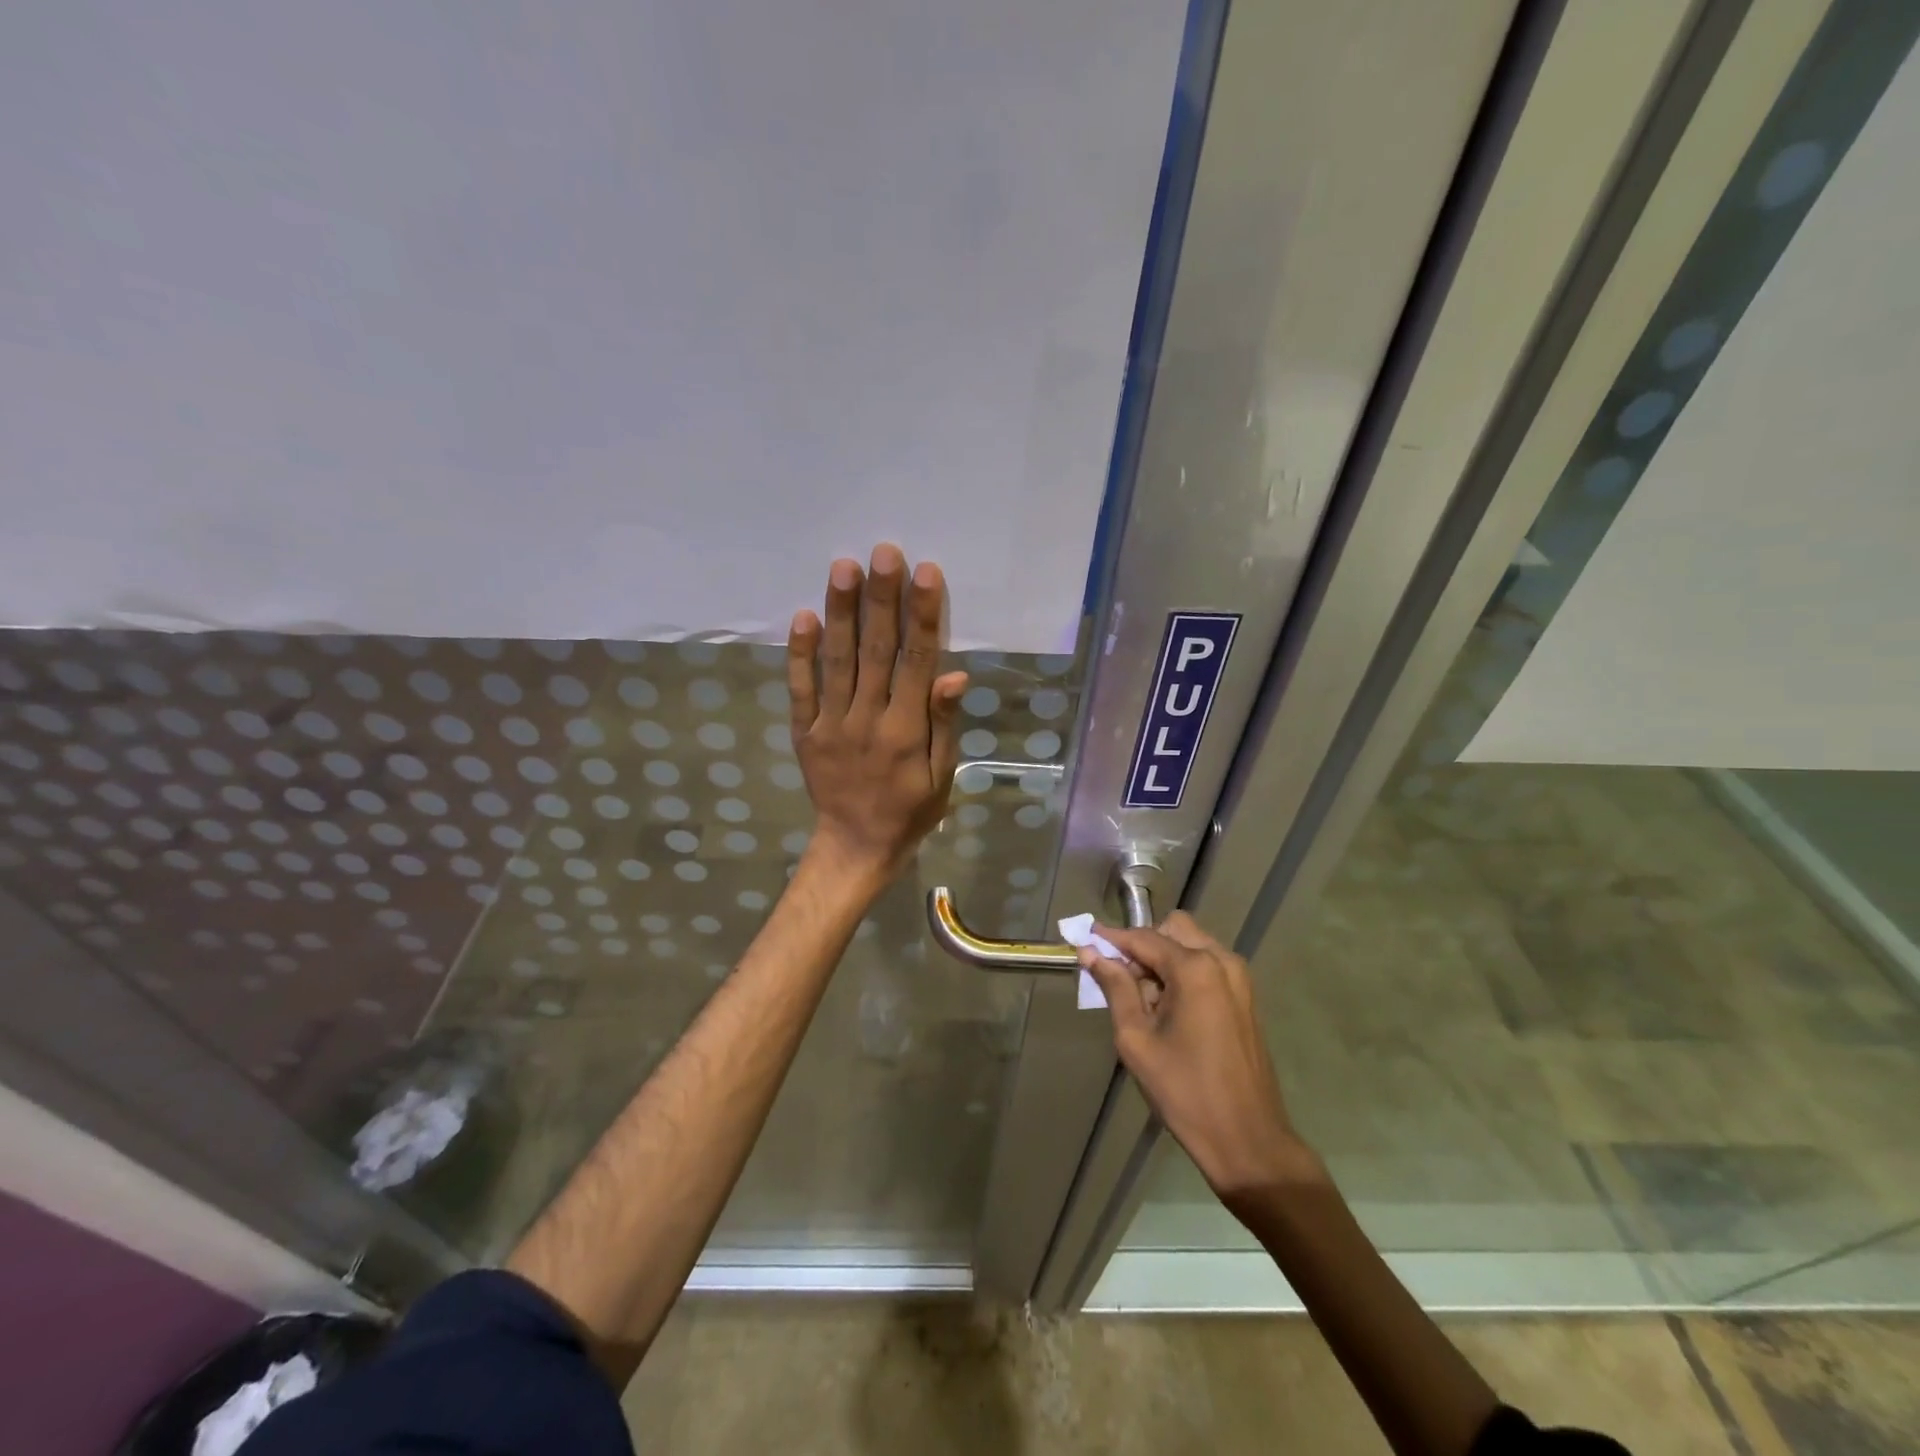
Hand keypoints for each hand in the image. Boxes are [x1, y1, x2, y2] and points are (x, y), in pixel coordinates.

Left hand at [787, 544, 967, 888]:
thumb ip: (944, 725)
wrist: (855, 848)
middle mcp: (867, 719)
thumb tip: (954, 676)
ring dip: (840, 613)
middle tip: (882, 551)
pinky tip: (802, 616)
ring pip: (836, 661)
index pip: (916, 662)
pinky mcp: (803, 732)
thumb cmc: (910, 812)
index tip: (925, 573)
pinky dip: (799, 653)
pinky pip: (799, 689)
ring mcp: (829, 724)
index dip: (922, 615)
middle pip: (875, 651)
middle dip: (880, 599)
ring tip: (843, 567)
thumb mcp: (942, 777)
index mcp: (906, 731)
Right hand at [1079, 912, 1319, 1200]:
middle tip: (1121, 980)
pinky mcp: (1246, 997)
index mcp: (1195, 968)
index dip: (1111, 938)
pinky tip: (1170, 1011)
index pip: (1143, 938)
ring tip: (1145, 1002)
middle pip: (1172, 930)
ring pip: (1191, 945)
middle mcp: (1222, 961)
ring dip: (1164, 960)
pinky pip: (1207, 966)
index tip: (1083, 941)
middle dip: (1143, 946)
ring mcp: (1240, 978)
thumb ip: (1115, 988)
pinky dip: (1183, 973)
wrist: (1247, 1140)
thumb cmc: (1185, 1091)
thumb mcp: (1137, 1039)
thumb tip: (1091, 953)